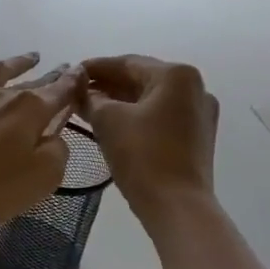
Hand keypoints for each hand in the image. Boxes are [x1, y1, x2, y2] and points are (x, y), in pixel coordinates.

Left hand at [0, 53, 83, 234]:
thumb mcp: (43, 177)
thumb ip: (57, 151)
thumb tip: (54, 135)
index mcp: (30, 109)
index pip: (60, 90)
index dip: (73, 82)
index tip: (82, 73)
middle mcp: (0, 95)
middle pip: (30, 81)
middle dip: (49, 75)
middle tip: (62, 68)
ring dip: (14, 63)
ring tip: (27, 59)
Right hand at [79, 54, 218, 222]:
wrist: (177, 205)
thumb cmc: (143, 155)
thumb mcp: (108, 121)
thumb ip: (92, 98)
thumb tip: (82, 90)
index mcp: (176, 75)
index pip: (127, 63)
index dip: (95, 68)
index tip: (70, 73)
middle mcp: (195, 88)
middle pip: (141, 79)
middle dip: (107, 85)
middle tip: (76, 92)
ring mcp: (199, 114)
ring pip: (150, 99)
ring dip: (120, 101)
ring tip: (88, 108)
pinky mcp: (197, 137)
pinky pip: (160, 116)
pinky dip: (136, 116)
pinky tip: (112, 125)